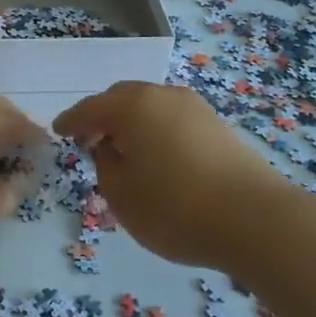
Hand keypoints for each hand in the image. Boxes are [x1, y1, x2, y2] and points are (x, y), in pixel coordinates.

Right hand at [54, 81, 284, 271]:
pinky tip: (158, 158)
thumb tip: (112, 150)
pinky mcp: (218, 126)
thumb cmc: (176, 208)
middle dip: (103, 118)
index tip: (58, 131)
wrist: (257, 220)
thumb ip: (106, 167)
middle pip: (122, 99)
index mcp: (132, 107)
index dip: (71, 121)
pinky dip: (157, 132)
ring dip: (132, 124)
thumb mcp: (122, 196)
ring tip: (125, 153)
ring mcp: (195, 108)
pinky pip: (173, 120)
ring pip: (151, 107)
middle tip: (90, 142)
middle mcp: (162, 96)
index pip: (90, 108)